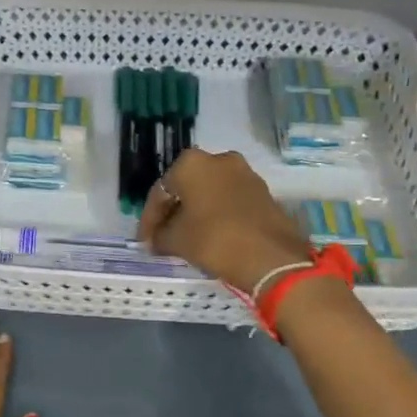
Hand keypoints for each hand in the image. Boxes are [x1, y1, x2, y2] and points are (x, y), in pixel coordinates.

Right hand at [137, 148, 312, 295]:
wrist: (272, 257)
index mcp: (191, 163)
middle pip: (186, 187)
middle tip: (162, 236)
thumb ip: (160, 235)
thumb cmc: (214, 240)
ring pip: (209, 192)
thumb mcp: (176, 240)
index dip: (149, 219)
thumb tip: (156, 239)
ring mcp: (245, 174)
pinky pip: (229, 200)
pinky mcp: (262, 192)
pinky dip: (216, 215)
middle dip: (173, 211)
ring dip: (195, 212)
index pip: (160, 192)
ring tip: (186, 238)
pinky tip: (210, 235)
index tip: (144, 240)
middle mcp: (218, 159)